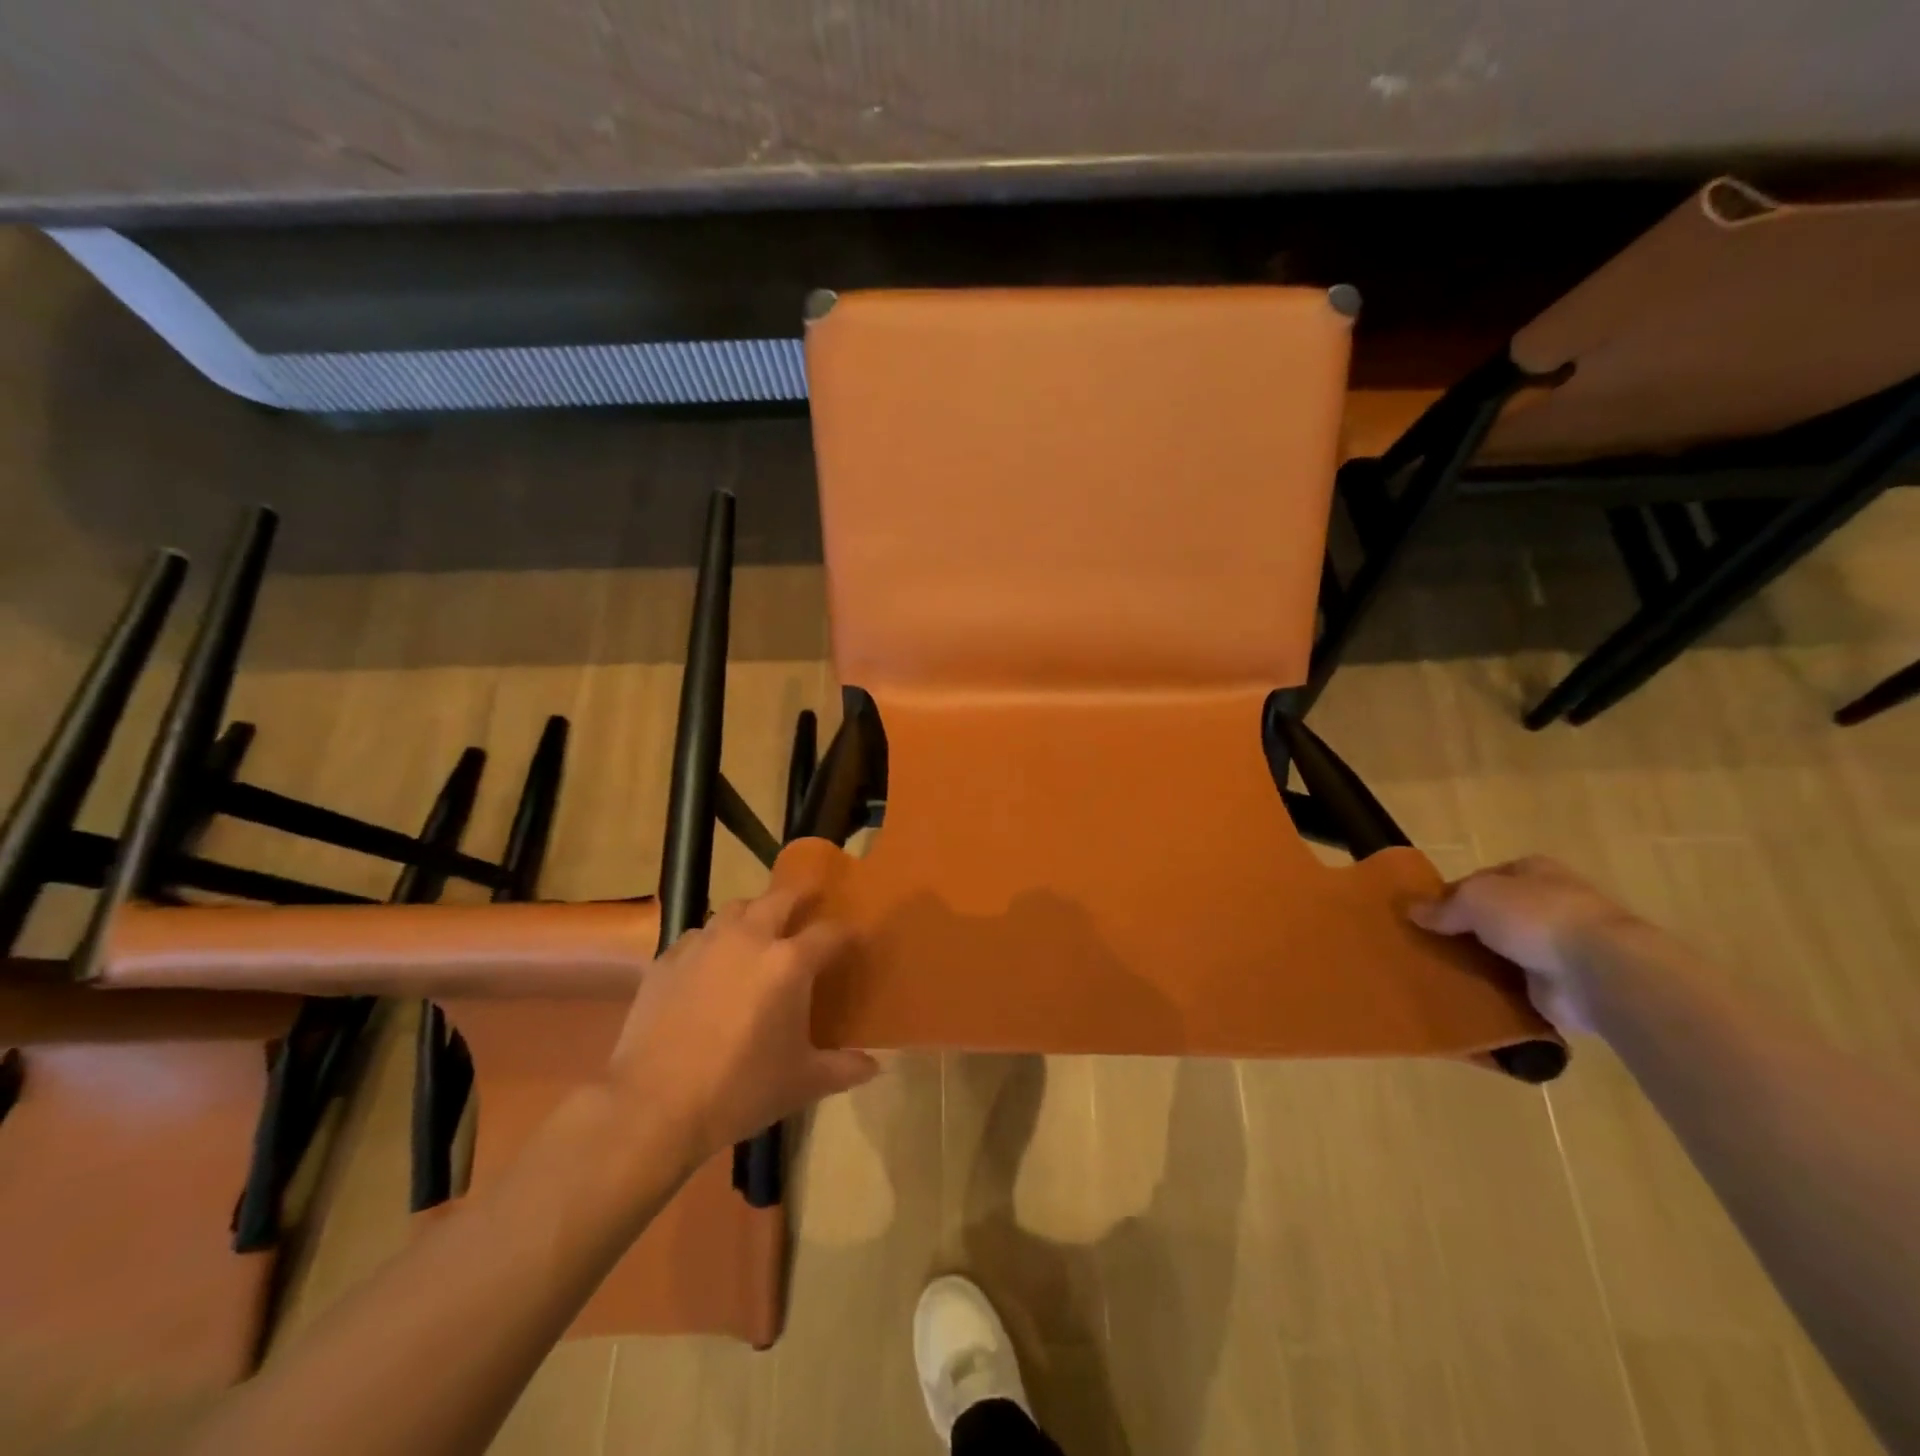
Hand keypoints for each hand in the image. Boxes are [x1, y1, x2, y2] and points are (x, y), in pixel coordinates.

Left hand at [605, 887, 878, 1165]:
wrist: (654, 1106)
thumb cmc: (740, 1090)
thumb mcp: (802, 1083)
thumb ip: (843, 1069)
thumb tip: (875, 1066)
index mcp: (789, 962)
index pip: (829, 932)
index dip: (846, 934)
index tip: (853, 940)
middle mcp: (749, 938)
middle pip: (780, 898)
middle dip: (799, 897)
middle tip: (808, 903)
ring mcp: (704, 944)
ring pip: (735, 908)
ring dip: (753, 913)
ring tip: (758, 929)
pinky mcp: (667, 958)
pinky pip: (698, 935)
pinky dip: (712, 940)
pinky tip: (711, 962)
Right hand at [1408, 855, 1642, 1034]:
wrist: (1597, 970)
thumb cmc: (1534, 916)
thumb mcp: (1474, 899)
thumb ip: (1443, 907)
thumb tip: (1413, 912)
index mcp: (1533, 872)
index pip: (1482, 879)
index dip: (1451, 894)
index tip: (1425, 915)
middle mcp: (1548, 904)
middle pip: (1493, 915)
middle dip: (1464, 930)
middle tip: (1426, 945)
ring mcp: (1558, 946)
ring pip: (1504, 950)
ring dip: (1479, 961)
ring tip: (1438, 972)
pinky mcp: (1561, 984)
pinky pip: (1516, 985)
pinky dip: (1495, 991)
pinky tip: (1466, 996)